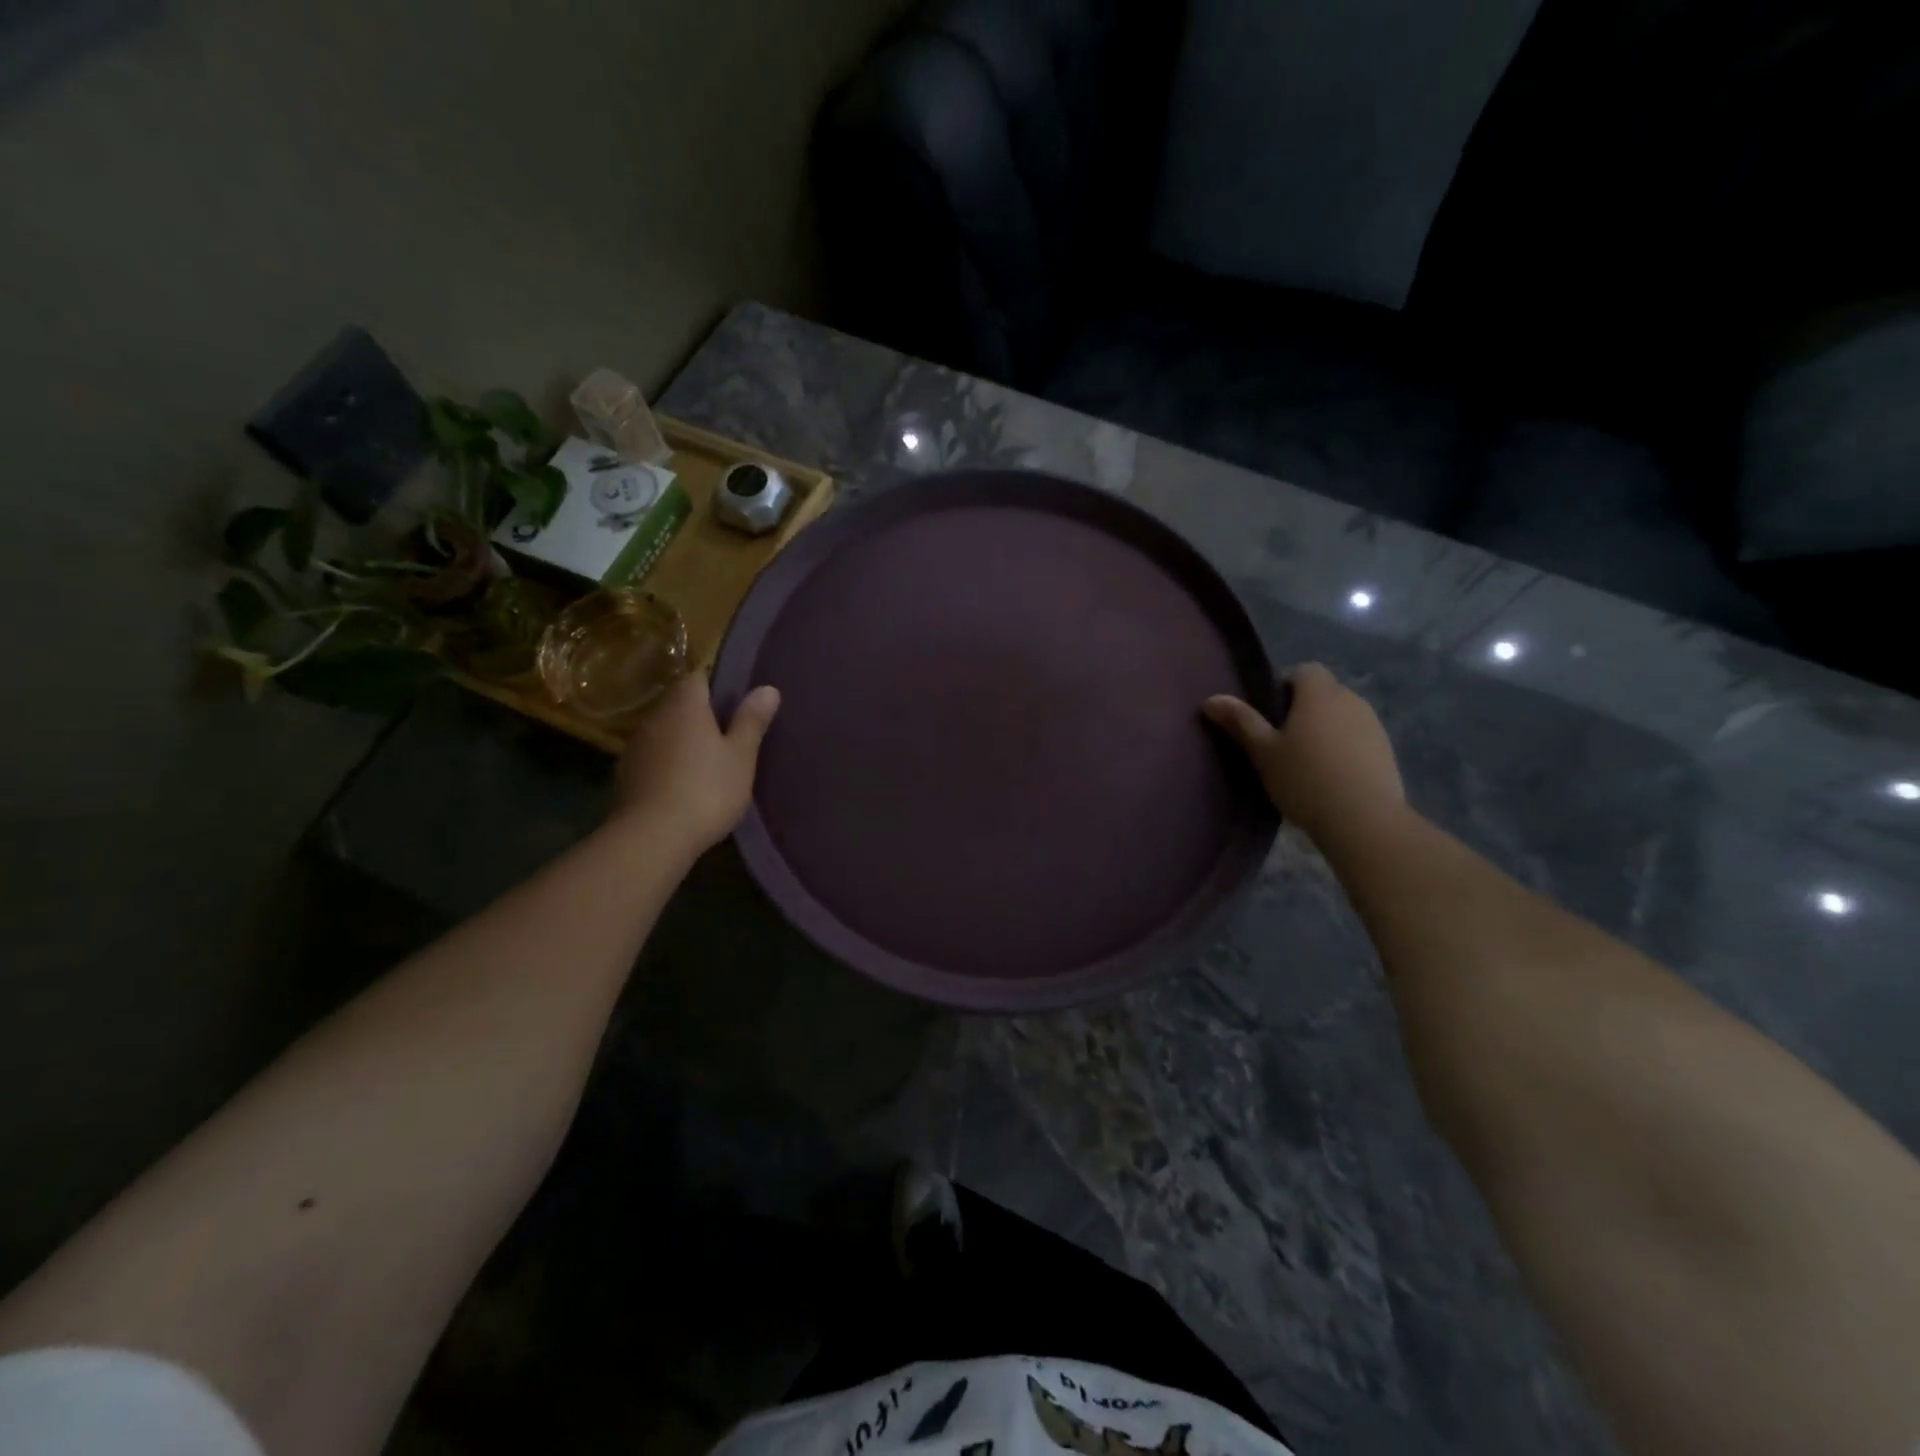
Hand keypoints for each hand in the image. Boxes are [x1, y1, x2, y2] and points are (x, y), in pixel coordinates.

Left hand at [612, 672, 780, 852]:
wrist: (651, 837)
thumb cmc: (706, 790)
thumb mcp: (741, 756)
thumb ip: (752, 721)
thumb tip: (767, 688)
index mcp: (685, 706)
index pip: (697, 677)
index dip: (716, 684)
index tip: (735, 702)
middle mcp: (655, 718)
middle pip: (679, 703)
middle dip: (700, 713)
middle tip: (728, 733)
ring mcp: (636, 746)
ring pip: (664, 730)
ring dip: (682, 739)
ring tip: (707, 760)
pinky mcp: (626, 774)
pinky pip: (653, 756)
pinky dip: (667, 762)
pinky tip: (682, 783)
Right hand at [1203, 663, 1404, 845]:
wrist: (1363, 820)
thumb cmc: (1304, 779)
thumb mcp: (1263, 752)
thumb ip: (1240, 721)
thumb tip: (1211, 699)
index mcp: (1319, 693)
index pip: (1304, 670)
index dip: (1284, 686)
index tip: (1269, 715)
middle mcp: (1351, 699)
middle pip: (1323, 692)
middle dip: (1303, 709)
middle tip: (1281, 742)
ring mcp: (1373, 725)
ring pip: (1342, 715)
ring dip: (1324, 729)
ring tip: (1306, 763)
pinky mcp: (1386, 751)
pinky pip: (1357, 738)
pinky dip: (1343, 748)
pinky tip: (1330, 778)